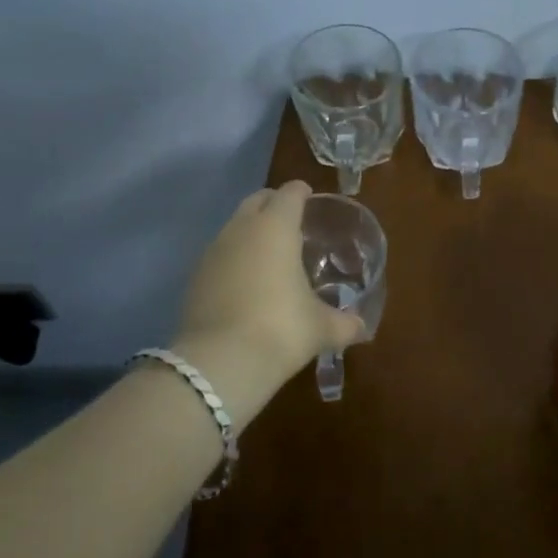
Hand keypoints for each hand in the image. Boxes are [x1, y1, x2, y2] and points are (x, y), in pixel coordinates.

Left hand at [172, 181, 362, 409]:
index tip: (312, 200)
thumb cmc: (280, 329)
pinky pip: (219, 254)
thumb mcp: (321, 328)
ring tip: (270, 254)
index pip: (290, 193)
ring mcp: (212, 252)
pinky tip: (246, 283)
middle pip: (257, 200)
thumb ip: (345, 323)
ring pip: (234, 226)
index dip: (302, 193)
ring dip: (251, 231)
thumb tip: (362, 328)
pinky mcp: (194, 278)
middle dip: (274, 204)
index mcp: (276, 227)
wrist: (219, 364)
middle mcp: (241, 229)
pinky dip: (234, 258)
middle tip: (293, 223)